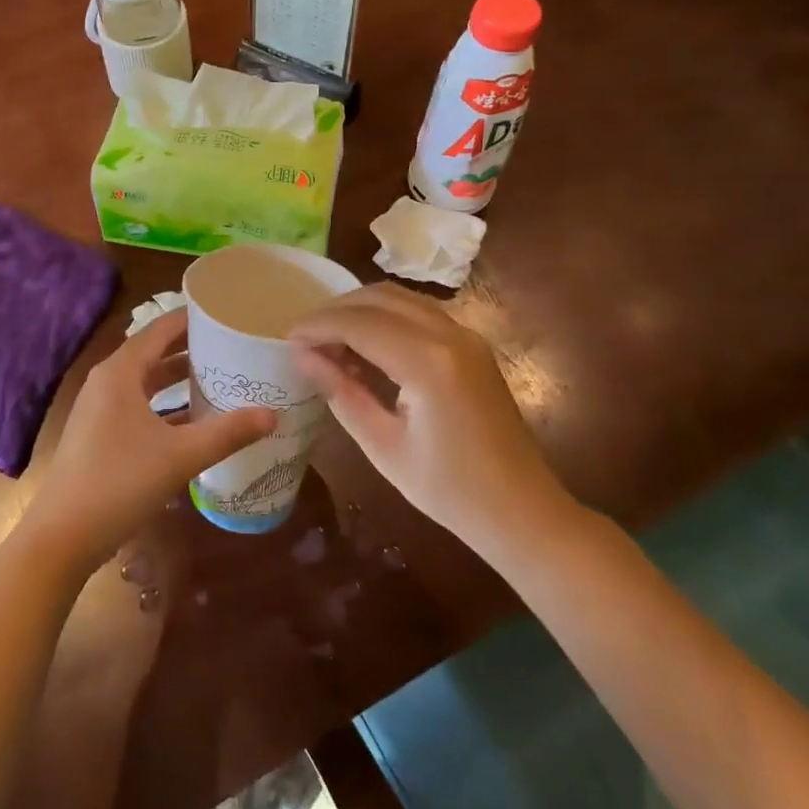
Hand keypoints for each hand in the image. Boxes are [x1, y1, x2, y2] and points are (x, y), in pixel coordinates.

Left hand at [22, 309, 277, 574]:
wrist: (62, 537)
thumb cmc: (120, 483)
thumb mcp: (180, 456)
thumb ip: (227, 433)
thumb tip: (273, 414)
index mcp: (120, 372)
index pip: (160, 329)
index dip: (191, 318)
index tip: (226, 311)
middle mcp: (107, 381)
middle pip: (153, 352)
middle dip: (190, 347)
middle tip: (231, 342)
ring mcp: (99, 408)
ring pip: (145, 380)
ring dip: (177, 376)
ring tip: (218, 373)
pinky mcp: (99, 433)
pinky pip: (138, 404)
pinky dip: (165, 403)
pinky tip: (192, 418)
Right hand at [290, 283, 579, 555]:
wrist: (522, 511)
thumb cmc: (449, 490)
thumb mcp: (383, 445)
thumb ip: (341, 392)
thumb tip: (301, 356)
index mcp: (429, 363)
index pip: (359, 323)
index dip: (318, 326)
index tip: (287, 339)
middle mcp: (450, 334)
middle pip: (379, 297)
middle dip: (335, 311)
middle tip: (304, 338)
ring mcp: (466, 335)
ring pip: (399, 297)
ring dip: (360, 309)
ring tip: (330, 341)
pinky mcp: (471, 343)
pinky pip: (418, 311)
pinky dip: (384, 317)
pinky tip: (366, 346)